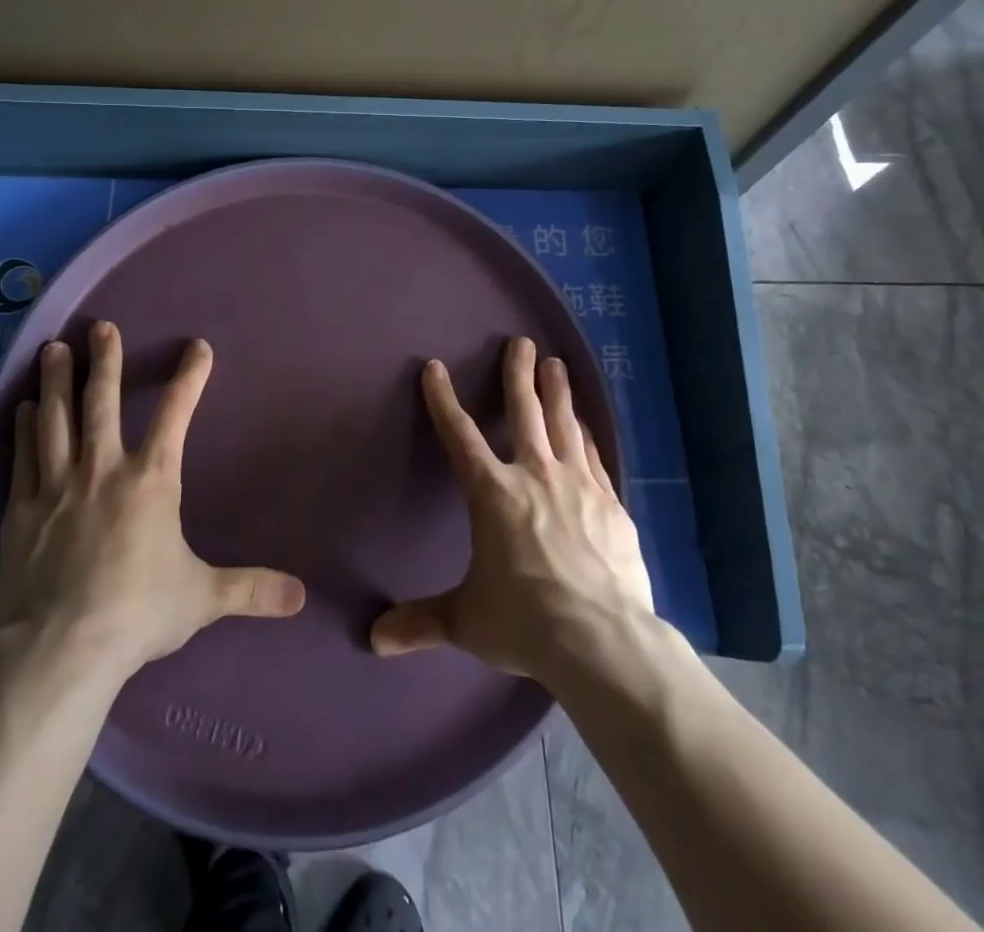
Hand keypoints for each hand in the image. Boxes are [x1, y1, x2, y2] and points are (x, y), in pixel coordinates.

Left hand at [0, 321, 306, 680]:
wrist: (61, 648)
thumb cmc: (138, 612)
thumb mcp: (202, 598)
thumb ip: (250, 589)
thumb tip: (300, 596)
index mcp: (150, 480)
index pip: (177, 414)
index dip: (190, 377)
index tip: (198, 347)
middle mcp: (102, 470)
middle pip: (102, 402)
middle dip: (104, 361)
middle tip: (100, 327)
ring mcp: (56, 487)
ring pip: (56, 419)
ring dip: (57, 382)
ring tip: (52, 349)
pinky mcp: (20, 511)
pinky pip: (23, 457)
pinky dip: (25, 429)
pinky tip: (23, 409)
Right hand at [370, 337, 654, 681]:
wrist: (602, 639)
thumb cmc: (525, 621)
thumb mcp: (466, 621)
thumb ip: (422, 621)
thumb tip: (374, 640)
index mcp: (492, 493)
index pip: (459, 435)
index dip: (443, 400)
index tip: (434, 368)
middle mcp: (534, 475)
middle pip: (524, 411)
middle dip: (518, 374)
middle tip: (521, 343)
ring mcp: (577, 485)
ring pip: (564, 424)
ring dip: (557, 391)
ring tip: (556, 364)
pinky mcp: (610, 503)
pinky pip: (593, 456)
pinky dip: (585, 435)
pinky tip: (585, 424)